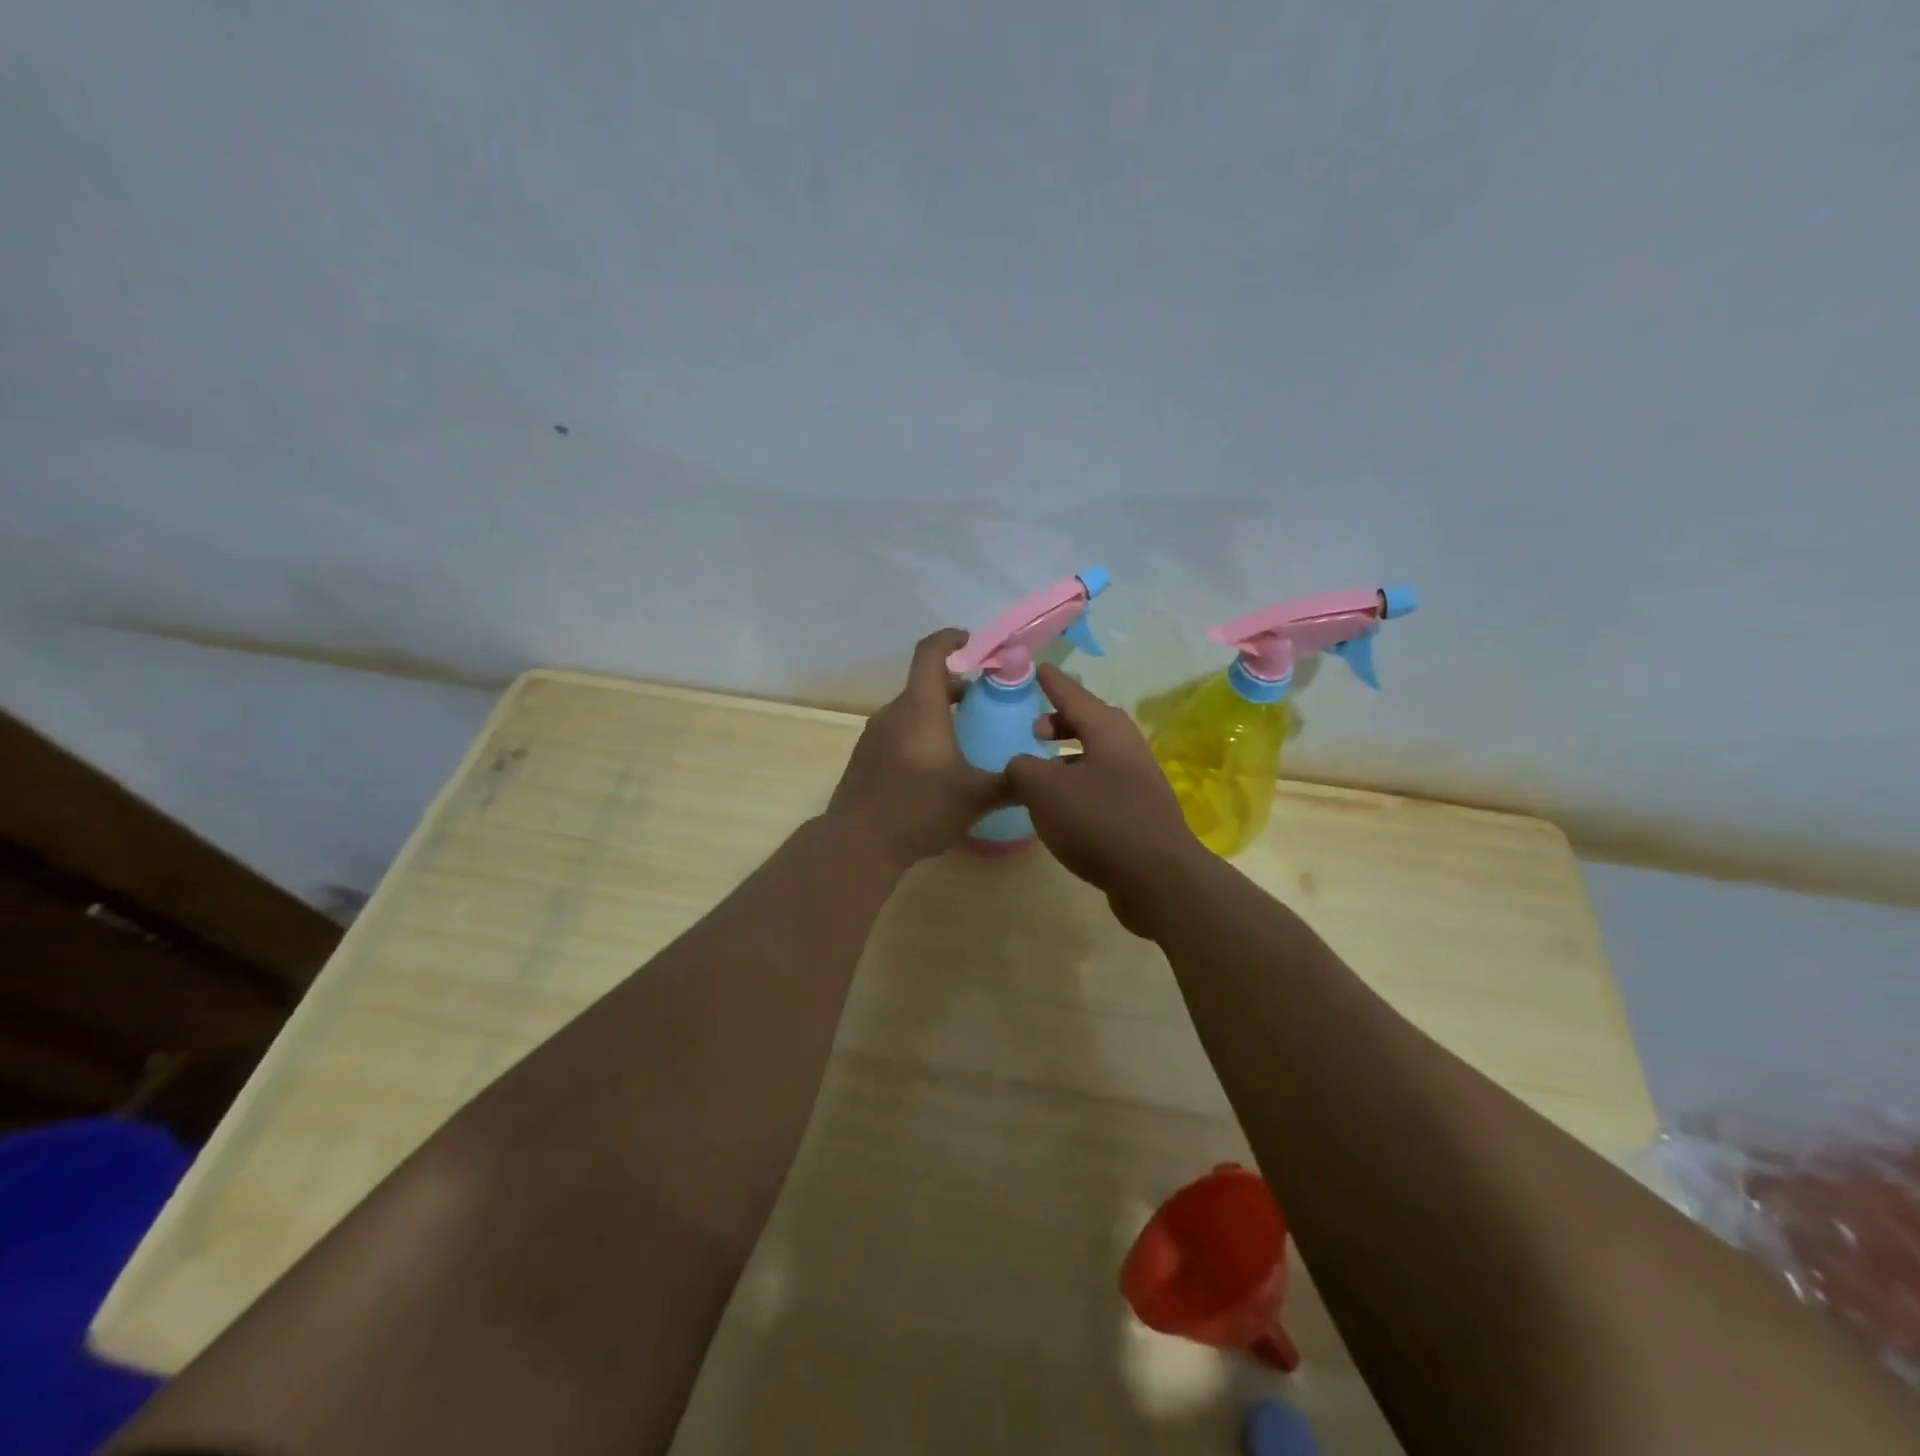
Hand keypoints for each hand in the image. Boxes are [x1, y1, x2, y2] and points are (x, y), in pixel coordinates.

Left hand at [827, 629, 1007, 868]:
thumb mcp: (977, 798)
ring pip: (911, 710)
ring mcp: (875, 734)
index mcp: (921, 708)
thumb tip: (1038, 777)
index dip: (952, 639)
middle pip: (925, 684)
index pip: (931, 653)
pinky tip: (935, 767)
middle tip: (984, 703)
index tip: (973, 644)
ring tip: (963, 737)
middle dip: (956, 686)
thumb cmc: (920, 809)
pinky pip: (898, 731)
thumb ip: (1011, 783)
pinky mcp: (866, 756)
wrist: (858, 843)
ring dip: (937, 713)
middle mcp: (894, 712)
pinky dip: (919, 734)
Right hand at [1006, 665, 1207, 934]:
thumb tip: (1022, 766)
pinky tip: (1063, 806)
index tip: (1038, 668)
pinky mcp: (1140, 811)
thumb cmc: (1098, 820)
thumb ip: (1022, 768)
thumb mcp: (1043, 789)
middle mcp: (1127, 748)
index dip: (1052, 682)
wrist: (1156, 877)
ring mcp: (1138, 780)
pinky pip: (1103, 783)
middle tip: (1036, 729)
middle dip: (1062, 722)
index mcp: (1106, 730)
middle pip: (1091, 723)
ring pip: (1097, 755)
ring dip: (1069, 756)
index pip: (1073, 694)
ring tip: (1043, 770)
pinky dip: (1079, 783)